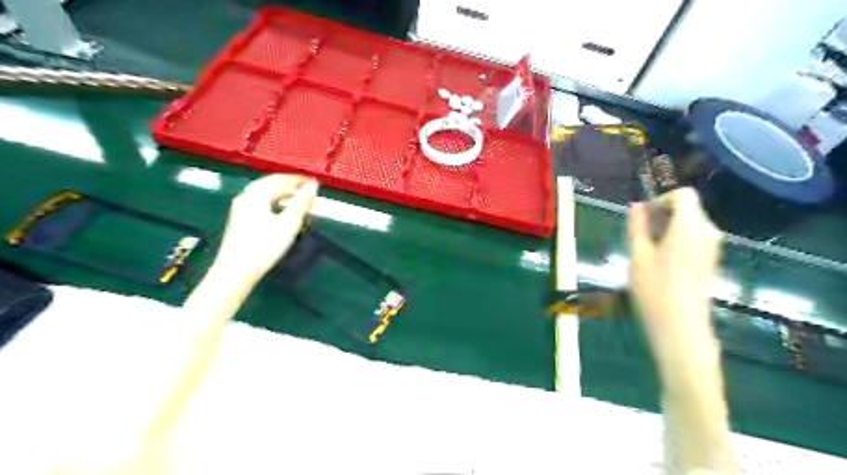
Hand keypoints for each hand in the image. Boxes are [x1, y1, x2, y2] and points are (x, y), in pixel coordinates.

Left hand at [213, 174, 318, 282]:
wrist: (236, 270)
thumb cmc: (264, 246)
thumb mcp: (288, 223)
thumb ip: (302, 203)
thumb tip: (313, 186)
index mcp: (256, 194)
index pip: (280, 179)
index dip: (298, 179)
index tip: (314, 182)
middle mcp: (246, 197)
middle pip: (271, 185)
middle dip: (291, 187)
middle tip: (309, 193)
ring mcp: (241, 209)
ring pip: (266, 196)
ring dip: (284, 196)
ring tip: (300, 203)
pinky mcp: (241, 221)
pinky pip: (261, 204)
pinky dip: (276, 205)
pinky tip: (284, 215)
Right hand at [627, 189, 720, 366]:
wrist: (680, 326)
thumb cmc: (654, 288)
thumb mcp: (638, 254)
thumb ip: (637, 225)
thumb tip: (637, 206)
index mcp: (691, 226)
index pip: (683, 195)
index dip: (661, 200)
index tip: (643, 218)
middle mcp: (708, 232)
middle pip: (688, 208)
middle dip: (662, 215)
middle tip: (639, 237)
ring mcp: (712, 248)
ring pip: (690, 224)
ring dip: (668, 229)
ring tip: (647, 251)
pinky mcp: (711, 261)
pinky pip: (694, 239)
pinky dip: (677, 241)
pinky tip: (661, 262)